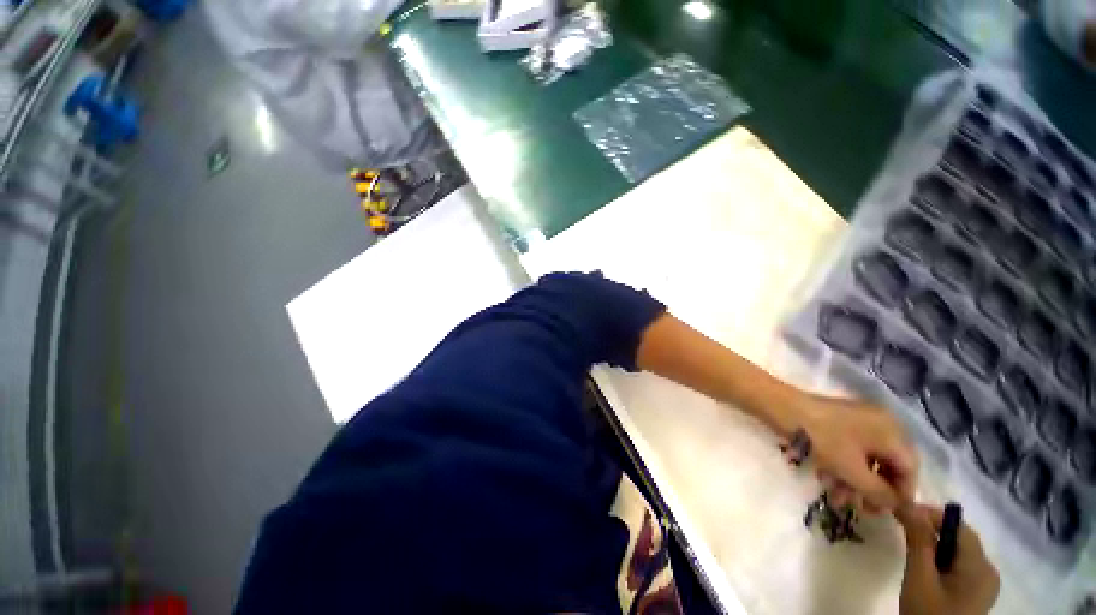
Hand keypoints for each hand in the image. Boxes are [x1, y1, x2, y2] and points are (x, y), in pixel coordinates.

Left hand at [798, 396, 917, 512]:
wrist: (781, 407)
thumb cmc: (821, 439)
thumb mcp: (852, 471)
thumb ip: (879, 492)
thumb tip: (895, 505)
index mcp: (893, 431)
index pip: (910, 469)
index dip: (900, 494)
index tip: (885, 513)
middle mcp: (882, 423)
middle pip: (888, 464)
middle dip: (872, 489)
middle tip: (858, 509)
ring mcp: (859, 420)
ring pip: (866, 459)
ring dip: (854, 481)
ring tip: (836, 499)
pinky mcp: (838, 421)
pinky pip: (850, 448)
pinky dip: (842, 466)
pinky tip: (825, 479)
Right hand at [896, 504, 998, 614]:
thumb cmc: (928, 613)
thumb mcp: (919, 577)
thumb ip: (918, 540)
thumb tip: (908, 504)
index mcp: (981, 567)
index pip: (959, 527)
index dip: (932, 515)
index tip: (902, 511)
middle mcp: (988, 571)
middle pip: (960, 539)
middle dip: (932, 530)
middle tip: (902, 527)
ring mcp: (984, 585)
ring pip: (958, 553)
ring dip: (935, 545)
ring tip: (910, 547)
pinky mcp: (975, 594)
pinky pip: (959, 566)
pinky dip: (941, 560)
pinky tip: (925, 568)